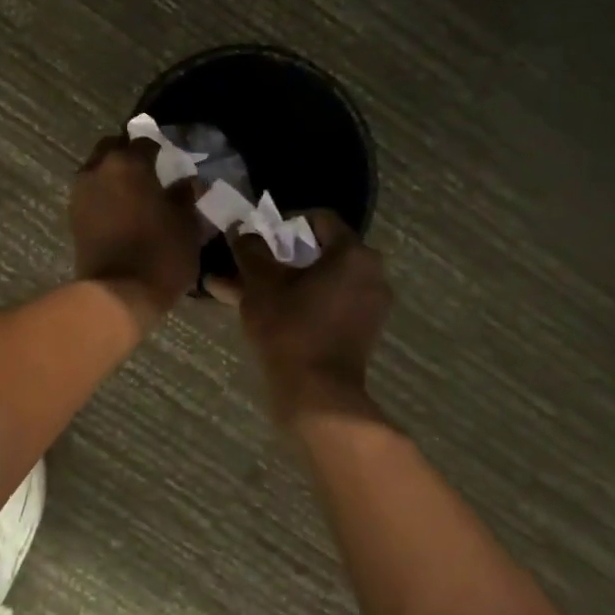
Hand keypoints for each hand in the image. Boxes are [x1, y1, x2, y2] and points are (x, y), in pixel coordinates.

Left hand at [70, 136, 205, 325]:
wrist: (117, 294)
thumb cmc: (160, 254)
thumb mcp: (186, 224)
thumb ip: (184, 197)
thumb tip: (187, 182)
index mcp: (128, 162)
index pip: (145, 142)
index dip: (160, 150)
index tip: (171, 162)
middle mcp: (98, 169)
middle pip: (113, 148)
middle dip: (129, 155)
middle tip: (149, 172)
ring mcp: (80, 193)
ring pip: (97, 170)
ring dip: (113, 175)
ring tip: (135, 194)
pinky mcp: (72, 217)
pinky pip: (90, 194)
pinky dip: (104, 196)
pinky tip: (122, 211)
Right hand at [225, 211, 392, 419]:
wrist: (318, 394)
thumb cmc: (290, 328)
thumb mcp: (261, 283)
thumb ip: (251, 250)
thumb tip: (242, 230)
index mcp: (353, 254)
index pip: (320, 219)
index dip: (286, 222)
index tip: (260, 236)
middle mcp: (371, 274)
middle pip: (321, 251)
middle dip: (281, 256)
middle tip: (251, 263)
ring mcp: (370, 305)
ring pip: (322, 280)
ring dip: (286, 281)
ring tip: (247, 290)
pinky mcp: (363, 331)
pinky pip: (329, 303)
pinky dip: (302, 302)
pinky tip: (266, 312)